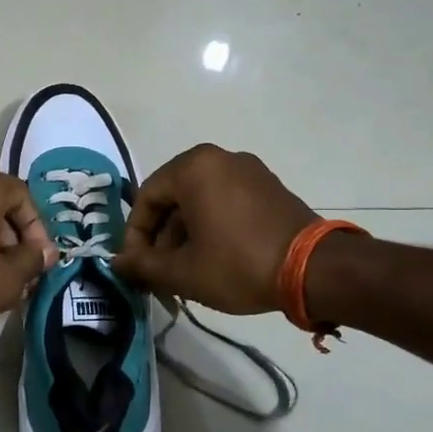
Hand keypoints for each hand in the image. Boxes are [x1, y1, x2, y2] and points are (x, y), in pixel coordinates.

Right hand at [112, 144, 314, 314]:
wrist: (315, 270)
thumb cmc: (238, 264)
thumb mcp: (182, 271)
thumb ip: (142, 265)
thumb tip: (117, 263)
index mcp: (193, 168)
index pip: (146, 199)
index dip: (135, 237)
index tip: (136, 268)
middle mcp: (219, 158)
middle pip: (172, 199)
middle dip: (161, 238)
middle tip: (158, 273)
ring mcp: (248, 171)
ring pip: (199, 202)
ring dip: (185, 236)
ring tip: (184, 273)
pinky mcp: (269, 187)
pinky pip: (225, 202)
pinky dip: (211, 227)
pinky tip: (212, 260)